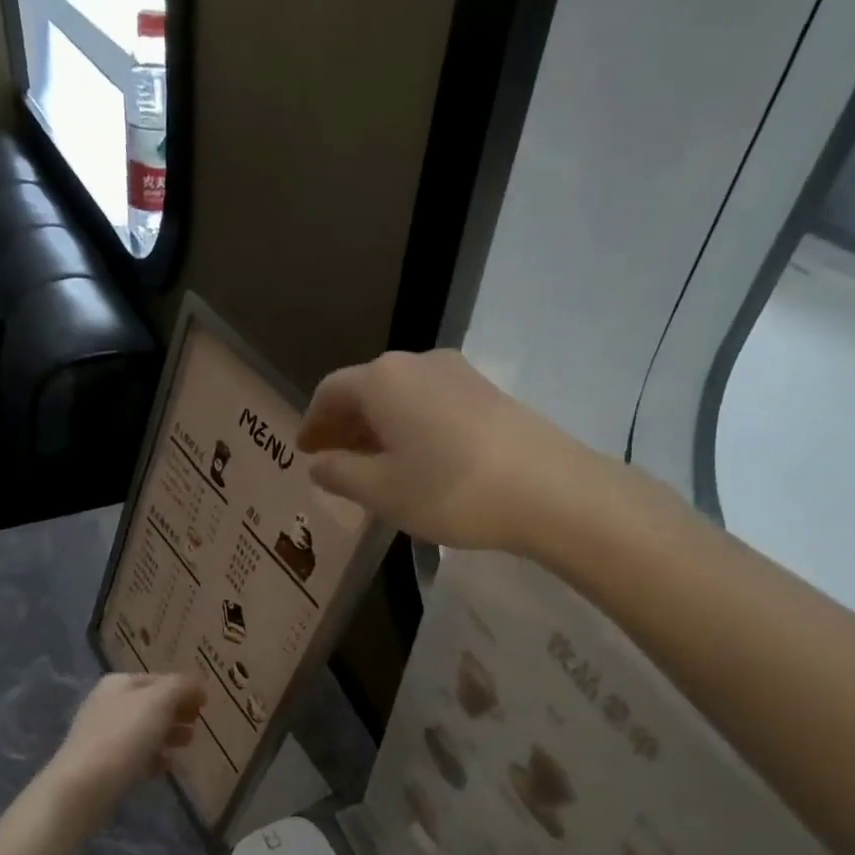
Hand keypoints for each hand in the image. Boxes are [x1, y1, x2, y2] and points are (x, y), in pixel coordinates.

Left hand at [38, 673, 205, 833]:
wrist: (84, 787)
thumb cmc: (124, 735)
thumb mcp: (159, 701)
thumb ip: (182, 686)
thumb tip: (198, 685)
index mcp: (119, 683)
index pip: (159, 679)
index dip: (184, 688)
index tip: (206, 704)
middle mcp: (108, 704)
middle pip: (152, 704)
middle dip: (177, 712)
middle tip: (199, 724)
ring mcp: (104, 735)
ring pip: (145, 730)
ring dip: (168, 734)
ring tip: (188, 743)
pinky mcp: (104, 765)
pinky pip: (135, 756)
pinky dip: (153, 758)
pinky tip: (167, 766)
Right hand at [297, 350, 593, 552]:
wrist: (549, 490)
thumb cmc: (449, 490)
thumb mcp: (382, 491)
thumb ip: (340, 474)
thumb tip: (319, 464)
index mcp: (383, 380)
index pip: (331, 391)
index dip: (312, 422)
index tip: (304, 451)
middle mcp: (418, 363)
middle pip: (367, 389)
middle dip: (344, 424)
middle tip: (332, 460)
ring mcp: (458, 374)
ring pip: (401, 397)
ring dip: (378, 427)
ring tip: (372, 465)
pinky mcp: (488, 392)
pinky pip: (430, 404)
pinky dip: (409, 427)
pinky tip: (415, 460)